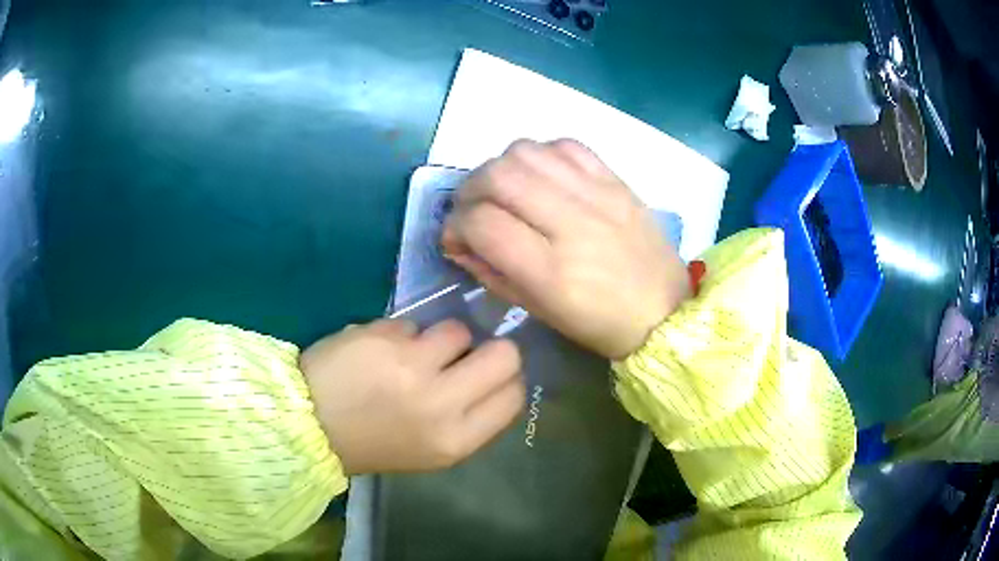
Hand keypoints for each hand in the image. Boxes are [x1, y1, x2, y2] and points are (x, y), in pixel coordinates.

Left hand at [301, 319, 524, 473]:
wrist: (310, 428)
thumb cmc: (375, 444)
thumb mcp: (433, 451)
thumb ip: (470, 418)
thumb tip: (494, 377)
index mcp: (456, 440)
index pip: (514, 395)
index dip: (507, 379)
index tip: (490, 375)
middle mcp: (440, 403)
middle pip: (504, 355)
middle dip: (490, 349)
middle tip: (464, 356)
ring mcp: (410, 366)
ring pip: (458, 330)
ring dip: (440, 339)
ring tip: (412, 355)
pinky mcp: (382, 337)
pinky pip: (414, 324)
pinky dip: (401, 336)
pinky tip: (379, 352)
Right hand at [442, 139, 690, 358]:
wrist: (665, 310)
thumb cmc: (600, 324)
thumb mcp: (539, 311)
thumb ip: (492, 272)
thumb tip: (459, 241)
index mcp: (551, 272)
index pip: (483, 223)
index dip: (455, 226)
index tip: (455, 237)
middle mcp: (572, 224)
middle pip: (499, 175)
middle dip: (470, 189)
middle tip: (473, 208)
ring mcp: (598, 195)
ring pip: (527, 151)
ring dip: (501, 167)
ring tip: (505, 190)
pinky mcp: (616, 181)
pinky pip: (566, 146)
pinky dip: (541, 155)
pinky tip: (542, 178)